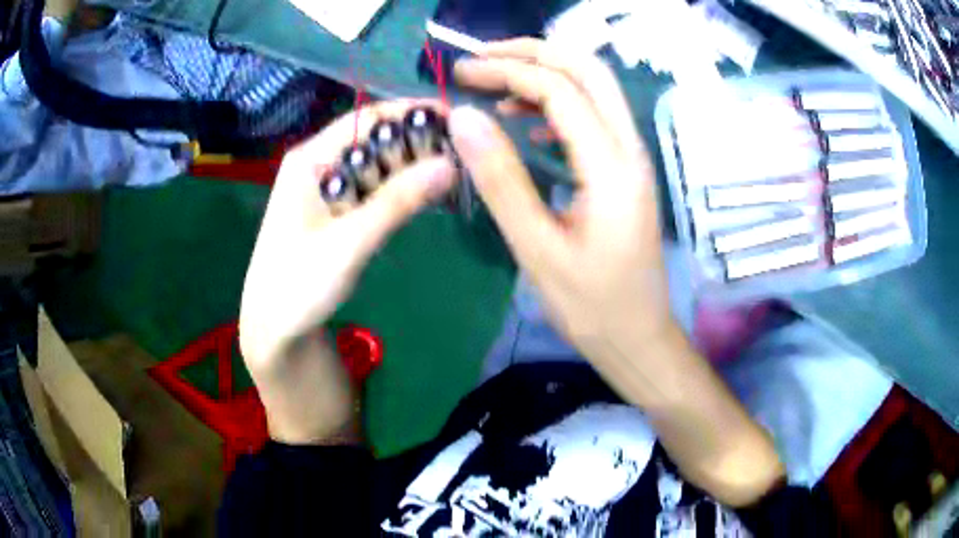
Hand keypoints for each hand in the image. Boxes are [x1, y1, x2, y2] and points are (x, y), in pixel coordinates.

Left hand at [239, 100, 455, 443]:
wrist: (274, 330)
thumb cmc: (299, 285)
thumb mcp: (349, 243)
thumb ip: (397, 202)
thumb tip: (450, 163)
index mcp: (310, 159)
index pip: (367, 119)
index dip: (411, 112)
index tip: (457, 119)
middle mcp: (319, 164)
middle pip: (374, 139)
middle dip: (417, 141)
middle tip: (464, 151)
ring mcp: (328, 188)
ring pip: (377, 164)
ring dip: (412, 165)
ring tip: (456, 170)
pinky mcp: (337, 212)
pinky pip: (374, 189)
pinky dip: (401, 189)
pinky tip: (429, 193)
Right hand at [450, 39, 669, 363]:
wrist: (639, 337)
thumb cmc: (591, 306)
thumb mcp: (537, 249)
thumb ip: (501, 179)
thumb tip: (465, 118)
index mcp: (611, 168)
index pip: (560, 90)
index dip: (507, 71)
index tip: (461, 74)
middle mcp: (630, 150)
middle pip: (588, 70)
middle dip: (533, 52)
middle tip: (481, 59)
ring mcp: (632, 158)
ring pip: (595, 88)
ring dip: (546, 73)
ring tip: (496, 84)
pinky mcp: (626, 170)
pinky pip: (595, 116)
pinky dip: (559, 103)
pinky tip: (529, 120)